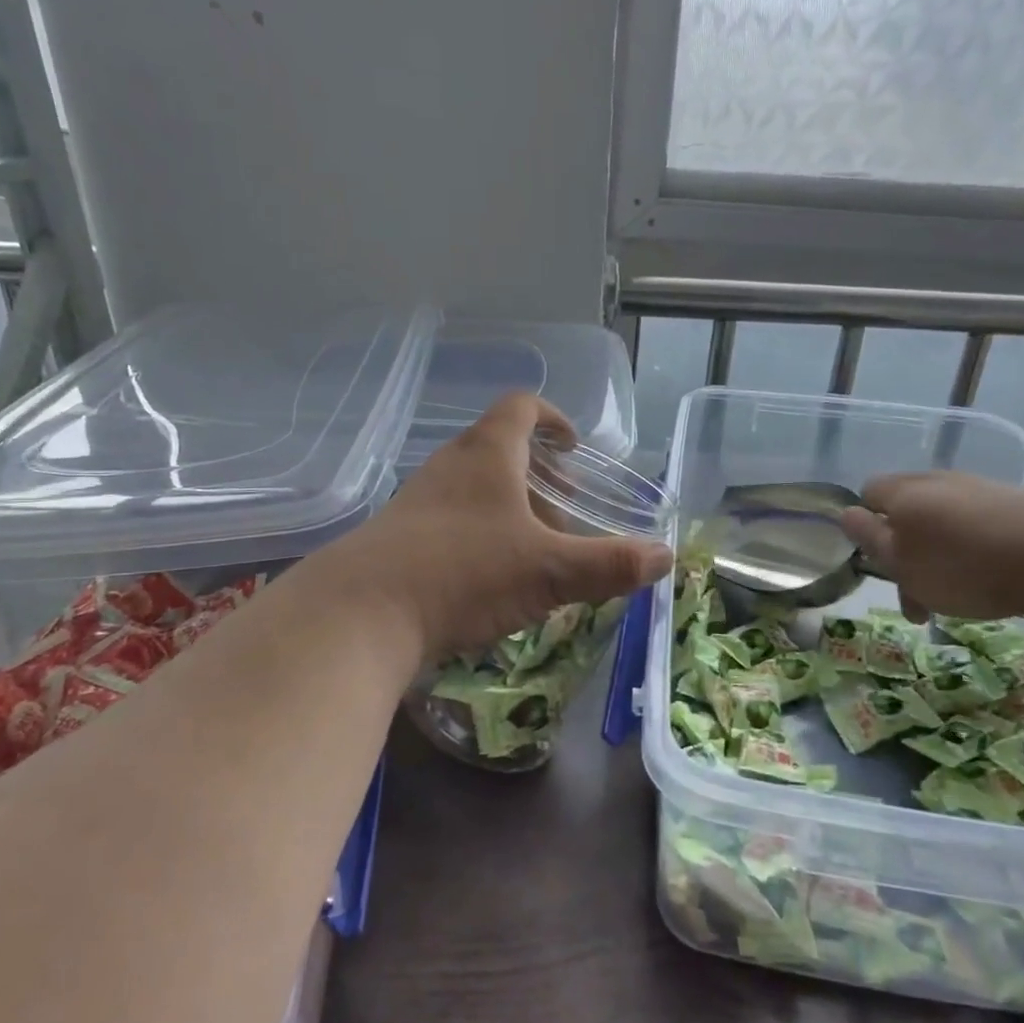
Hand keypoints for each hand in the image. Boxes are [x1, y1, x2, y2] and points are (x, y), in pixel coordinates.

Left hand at [329, 393, 672, 662]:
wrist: (359, 615)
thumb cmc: (464, 572)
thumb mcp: (548, 570)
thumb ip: (609, 564)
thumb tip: (664, 557)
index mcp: (488, 454)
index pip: (522, 408)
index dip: (553, 418)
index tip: (575, 446)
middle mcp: (450, 466)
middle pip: (498, 448)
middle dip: (538, 472)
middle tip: (566, 506)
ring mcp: (418, 501)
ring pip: (473, 487)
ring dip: (508, 506)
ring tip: (534, 546)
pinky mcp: (398, 537)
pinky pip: (449, 520)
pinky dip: (479, 534)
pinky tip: (490, 579)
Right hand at [839, 472, 1023, 622]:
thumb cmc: (963, 564)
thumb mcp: (903, 562)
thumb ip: (871, 539)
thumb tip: (847, 515)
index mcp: (902, 492)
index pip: (868, 494)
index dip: (866, 527)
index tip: (880, 564)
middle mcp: (936, 481)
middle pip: (906, 510)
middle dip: (906, 551)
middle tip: (915, 595)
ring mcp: (978, 489)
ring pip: (942, 522)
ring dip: (939, 556)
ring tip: (955, 596)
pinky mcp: (1015, 504)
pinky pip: (977, 526)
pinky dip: (973, 552)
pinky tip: (990, 578)